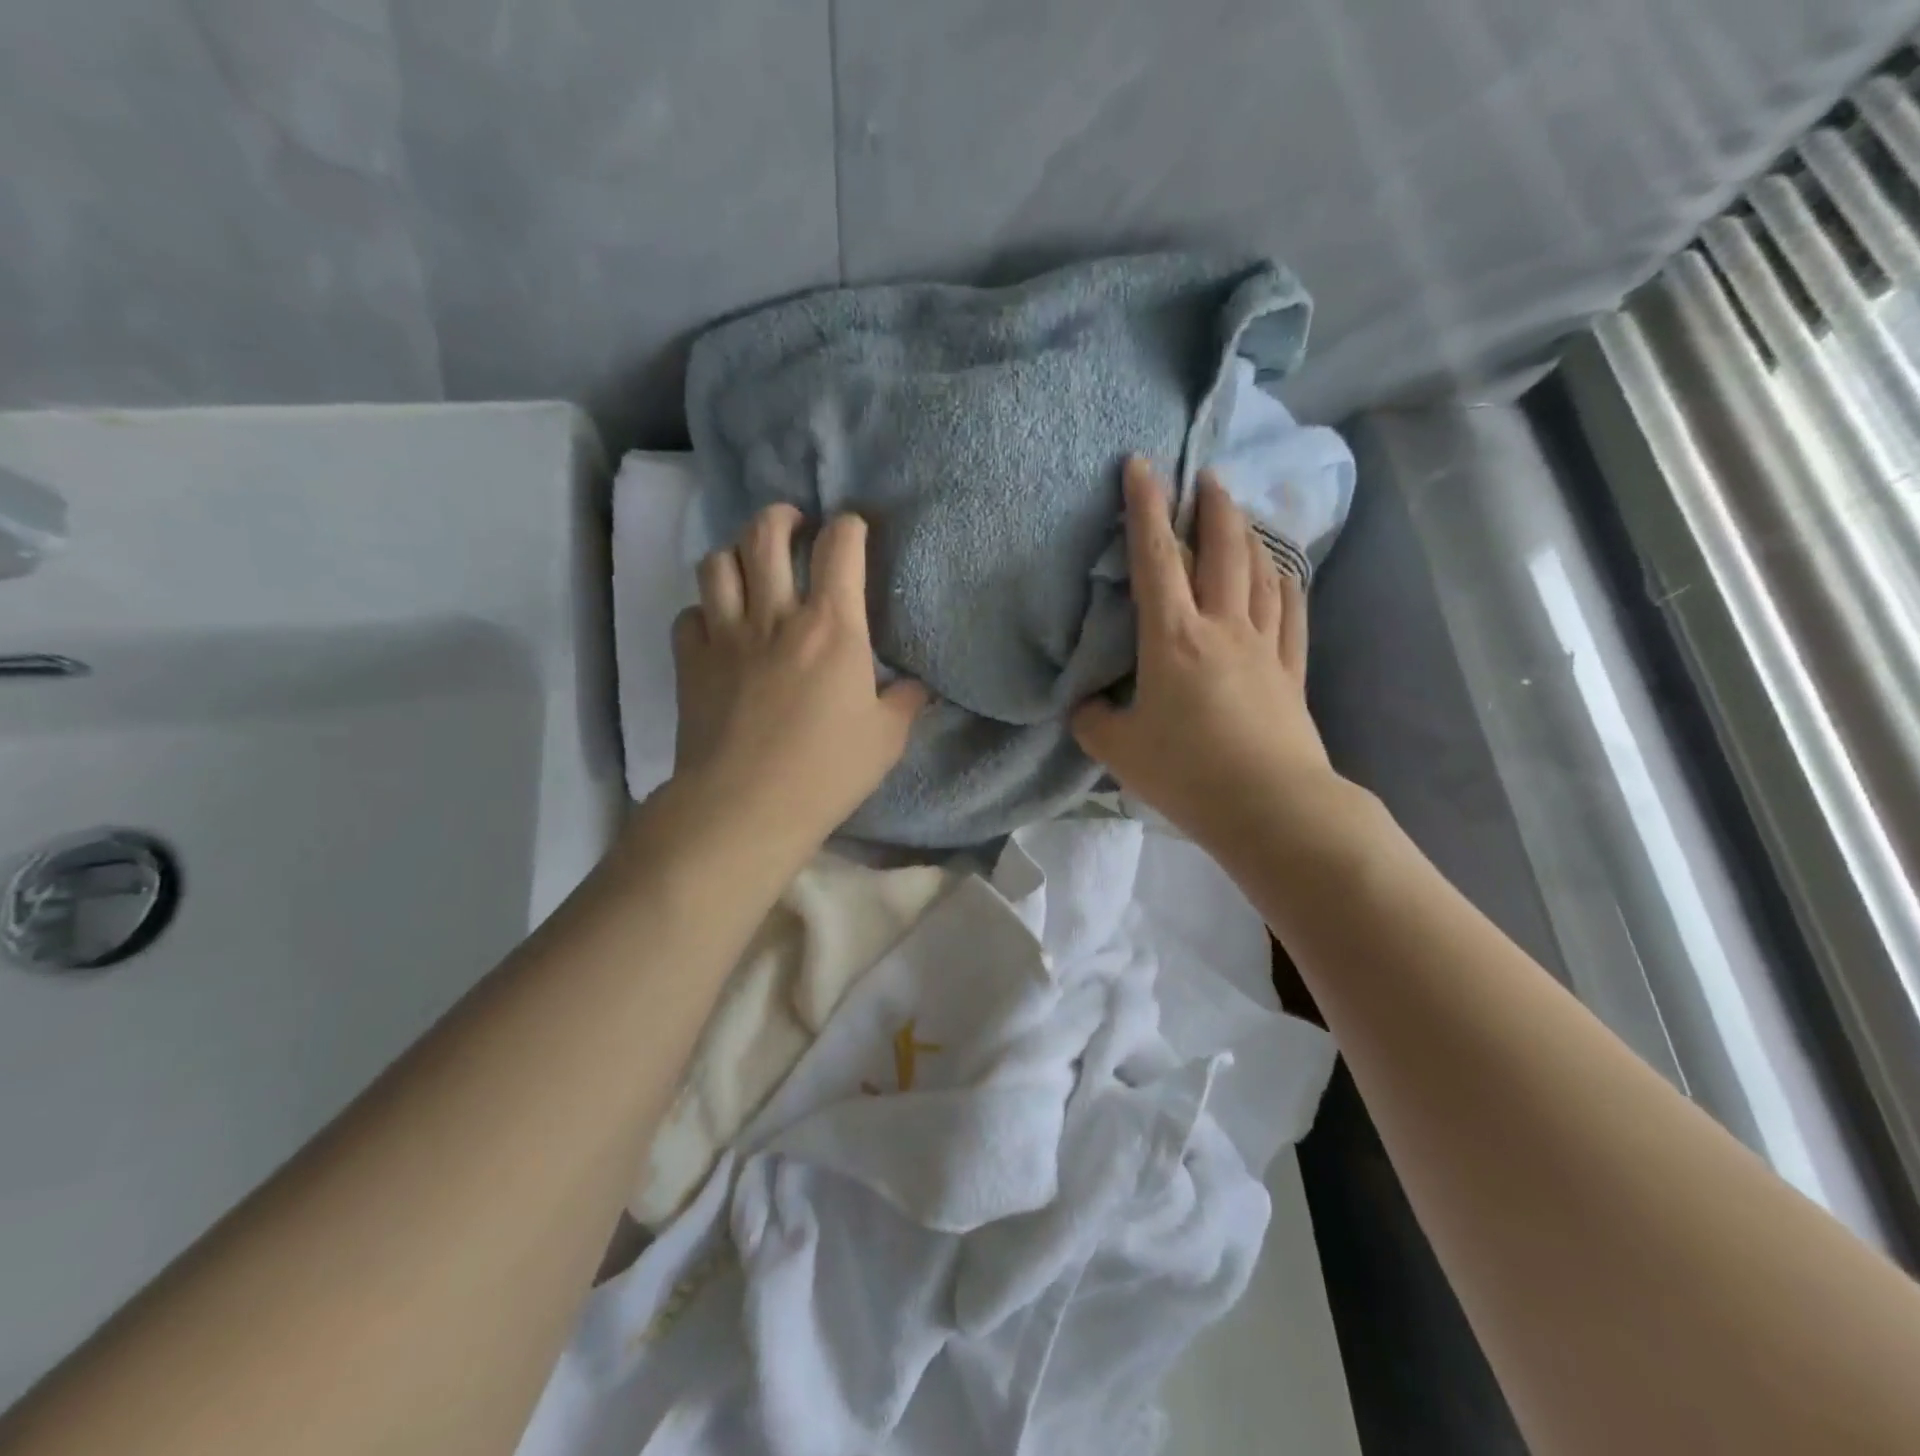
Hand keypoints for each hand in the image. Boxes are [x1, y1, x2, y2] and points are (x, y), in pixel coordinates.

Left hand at [664, 503, 927, 854]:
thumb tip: (915, 687)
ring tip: (751, 567)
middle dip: (782, 517)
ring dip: (736, 553)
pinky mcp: (691, 662)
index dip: (849, 527)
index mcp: (831, 626)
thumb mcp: (886, 739)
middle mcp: (775, 615)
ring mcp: (726, 635)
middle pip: (765, 533)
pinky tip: (719, 627)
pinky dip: (705, 610)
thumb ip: (903, 703)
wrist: (745, 806)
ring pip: (717, 562)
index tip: (854, 531)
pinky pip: (690, 614)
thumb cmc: (826, 771)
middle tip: (794, 527)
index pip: (840, 547)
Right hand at [1073, 458, 1337, 853]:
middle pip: (1222, 549)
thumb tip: (1089, 704)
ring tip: (1240, 514)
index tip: (1142, 465)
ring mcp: (1264, 647)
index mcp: (1173, 638)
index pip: (1156, 558)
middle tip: (1205, 477)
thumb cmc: (1187, 773)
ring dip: (1249, 535)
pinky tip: (1282, 573)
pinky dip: (1285, 584)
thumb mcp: (1118, 750)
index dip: (1145, 507)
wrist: (1270, 807)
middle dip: (1210, 506)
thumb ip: (1094, 720)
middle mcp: (1222, 627)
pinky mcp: (1290, 672)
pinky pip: (1291, 614)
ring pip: (1261, 573)